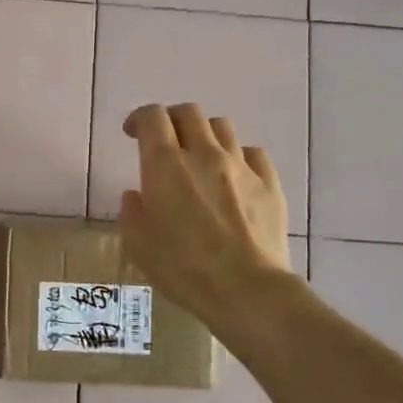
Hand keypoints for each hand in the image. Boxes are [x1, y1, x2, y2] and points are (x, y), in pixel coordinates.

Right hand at [117, 103, 292, 327]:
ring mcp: (241, 166)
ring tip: (199, 156)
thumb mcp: (138, 245)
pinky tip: (233, 177)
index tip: (132, 133)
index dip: (140, 118)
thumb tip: (137, 195)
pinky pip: (252, 153)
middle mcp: (203, 154)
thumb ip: (132, 212)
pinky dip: (238, 157)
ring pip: (222, 127)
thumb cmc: (183, 268)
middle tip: (164, 141)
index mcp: (165, 164)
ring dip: (205, 134)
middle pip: (189, 113)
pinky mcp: (269, 183)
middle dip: (172, 120)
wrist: (247, 290)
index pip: (153, 117)